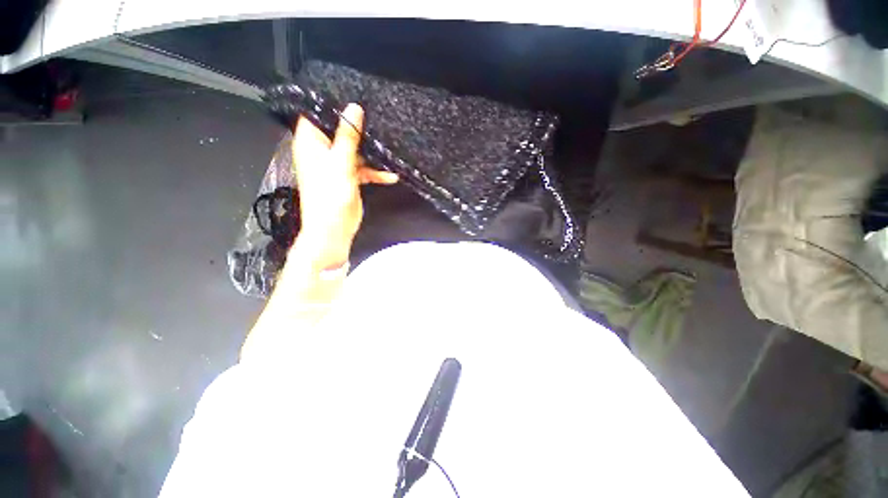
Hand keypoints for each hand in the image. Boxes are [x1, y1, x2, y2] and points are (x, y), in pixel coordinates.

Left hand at [291, 103, 397, 270]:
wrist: (334, 229)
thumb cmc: (329, 196)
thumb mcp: (340, 163)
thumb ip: (348, 137)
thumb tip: (353, 109)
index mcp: (311, 143)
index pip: (315, 114)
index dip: (330, 104)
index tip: (350, 95)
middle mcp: (322, 151)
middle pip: (339, 131)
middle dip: (356, 127)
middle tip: (375, 117)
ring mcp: (336, 165)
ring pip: (354, 150)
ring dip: (370, 152)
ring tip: (387, 147)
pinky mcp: (348, 177)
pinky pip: (363, 168)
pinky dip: (375, 172)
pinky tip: (390, 175)